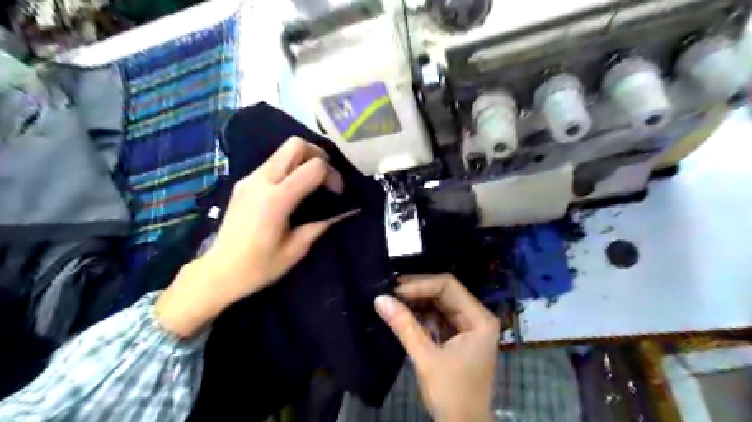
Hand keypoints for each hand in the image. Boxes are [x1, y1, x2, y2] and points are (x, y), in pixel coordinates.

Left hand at [155, 138, 352, 339]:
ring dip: (302, 160)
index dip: (332, 175)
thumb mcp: (296, 249)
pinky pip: (271, 163)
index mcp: (277, 199)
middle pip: (295, 145)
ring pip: (282, 151)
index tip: (337, 193)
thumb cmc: (259, 266)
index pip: (313, 167)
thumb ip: (319, 225)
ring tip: (312, 182)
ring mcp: (250, 179)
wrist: (218, 272)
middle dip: (317, 155)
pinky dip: (288, 167)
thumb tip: (342, 212)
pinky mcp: (243, 183)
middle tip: (326, 177)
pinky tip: (292, 189)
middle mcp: (262, 181)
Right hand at [374, 274, 497, 421]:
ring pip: (439, 302)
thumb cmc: (451, 393)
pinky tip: (403, 313)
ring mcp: (468, 326)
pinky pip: (438, 316)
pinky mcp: (458, 335)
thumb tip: (379, 299)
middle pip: (445, 291)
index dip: (420, 284)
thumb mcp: (426, 357)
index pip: (448, 286)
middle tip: (390, 290)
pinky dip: (420, 314)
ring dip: (417, 301)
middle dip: (417, 291)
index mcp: (479, 319)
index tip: (395, 290)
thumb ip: (404, 326)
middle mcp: (477, 317)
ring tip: (393, 299)